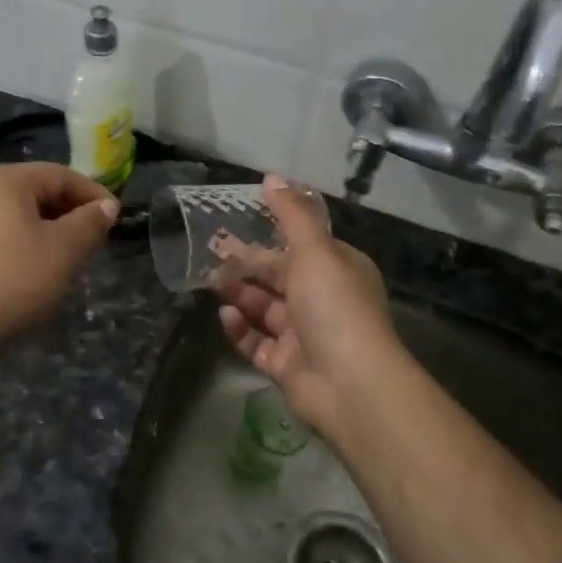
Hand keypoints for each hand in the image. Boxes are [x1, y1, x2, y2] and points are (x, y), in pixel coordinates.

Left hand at [0, 162, 119, 348]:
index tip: (118, 219)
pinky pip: (9, 235)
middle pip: (42, 192)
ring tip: (77, 257)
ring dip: (56, 232)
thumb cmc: (15, 277)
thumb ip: (90, 222)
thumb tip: (107, 206)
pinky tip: (45, 271)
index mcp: (8, 180)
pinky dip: (33, 245)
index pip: (62, 175)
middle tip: (99, 240)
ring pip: (26, 216)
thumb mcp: (64, 248)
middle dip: (74, 214)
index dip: (94, 195)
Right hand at [213, 175, 403, 437]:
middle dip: (247, 263)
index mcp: (338, 269)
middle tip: (211, 249)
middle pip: (278, 275)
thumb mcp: (315, 250)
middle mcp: (323, 299)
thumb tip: (272, 177)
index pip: (301, 245)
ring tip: (212, 280)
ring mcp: (304, 335)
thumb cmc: (334, 306)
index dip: (271, 232)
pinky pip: (256, 342)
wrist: (350, 385)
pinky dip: (240, 328)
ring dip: (240, 293)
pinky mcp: (286, 365)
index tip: (238, 219)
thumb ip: (292, 214)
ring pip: (264, 307)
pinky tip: (225, 315)